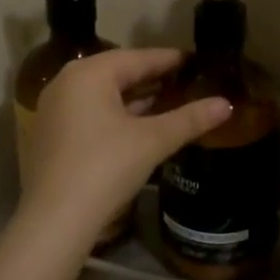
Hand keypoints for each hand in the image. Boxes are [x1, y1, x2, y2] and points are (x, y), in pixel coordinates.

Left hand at [20, 48, 230, 244]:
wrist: (54, 222)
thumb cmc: (104, 168)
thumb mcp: (152, 141)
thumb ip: (189, 119)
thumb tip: (227, 104)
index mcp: (89, 73)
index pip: (138, 58)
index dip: (169, 59)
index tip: (195, 60)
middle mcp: (67, 82)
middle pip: (118, 72)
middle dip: (152, 77)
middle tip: (185, 79)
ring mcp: (55, 109)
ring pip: (103, 93)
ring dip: (135, 97)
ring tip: (169, 99)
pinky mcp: (51, 134)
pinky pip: (90, 111)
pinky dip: (116, 113)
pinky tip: (139, 124)